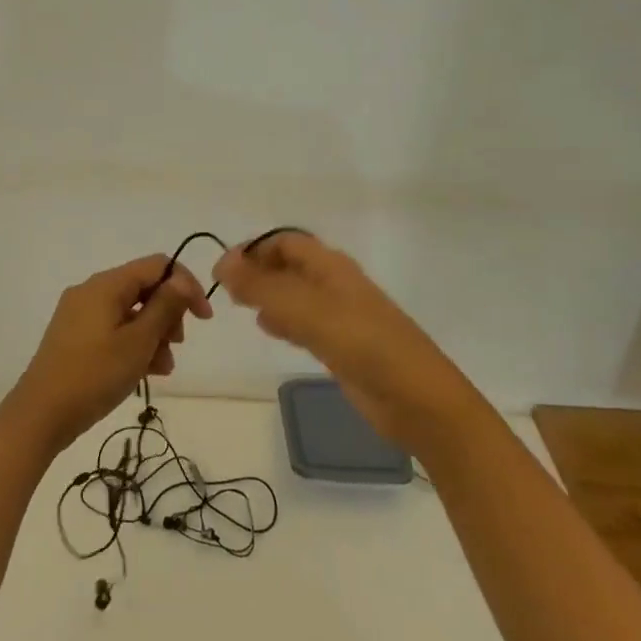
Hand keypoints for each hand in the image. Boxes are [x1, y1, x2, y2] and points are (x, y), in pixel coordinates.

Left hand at [2, 255, 212, 453]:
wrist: (41, 414)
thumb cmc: (94, 374)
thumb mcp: (138, 342)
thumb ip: (164, 307)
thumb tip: (182, 280)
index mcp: (105, 285)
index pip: (157, 266)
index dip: (186, 286)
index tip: (203, 319)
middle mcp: (91, 291)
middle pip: (143, 288)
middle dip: (168, 314)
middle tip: (177, 345)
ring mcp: (80, 314)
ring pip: (130, 312)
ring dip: (153, 334)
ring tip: (162, 368)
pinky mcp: (74, 336)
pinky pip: (113, 329)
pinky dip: (132, 344)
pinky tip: (144, 372)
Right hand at [213, 233, 460, 444]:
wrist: (417, 400)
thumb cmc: (362, 343)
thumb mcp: (306, 310)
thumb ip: (262, 286)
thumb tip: (222, 261)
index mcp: (331, 266)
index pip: (285, 241)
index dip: (253, 248)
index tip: (223, 268)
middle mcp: (335, 284)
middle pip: (290, 266)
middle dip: (257, 270)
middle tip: (226, 288)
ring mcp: (340, 316)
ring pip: (295, 294)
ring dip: (267, 294)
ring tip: (238, 304)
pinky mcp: (342, 345)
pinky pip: (304, 322)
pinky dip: (282, 320)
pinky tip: (267, 329)